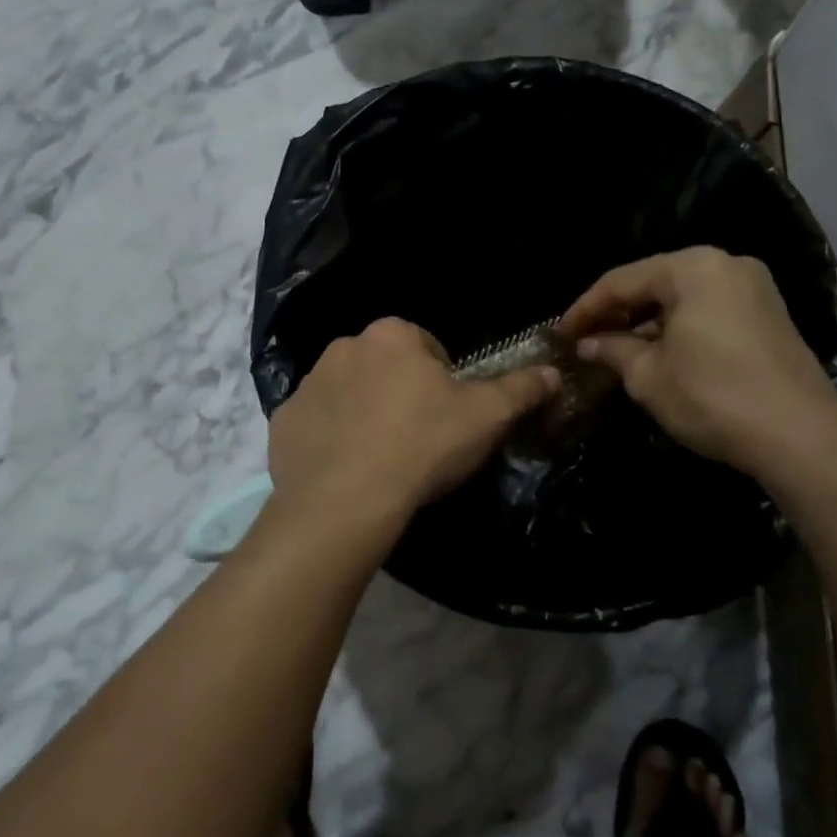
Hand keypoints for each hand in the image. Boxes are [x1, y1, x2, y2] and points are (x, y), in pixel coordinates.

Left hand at [268, 317, 560, 525]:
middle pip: (385, 367)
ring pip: (348, 393)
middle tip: (418, 439)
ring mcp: (307, 385)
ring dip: (364, 413)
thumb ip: (522, 388)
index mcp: (391, 335)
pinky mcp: (284, 422)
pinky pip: (316, 424)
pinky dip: (331, 439)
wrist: (346, 501)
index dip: (443, 381)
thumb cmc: (423, 446)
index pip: (427, 347)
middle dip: (401, 393)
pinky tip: (347, 470)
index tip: (448, 417)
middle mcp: (343, 347)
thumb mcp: (487, 417)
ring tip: (381, 458)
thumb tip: (553, 371)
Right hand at [560, 247, 836, 474]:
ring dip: (648, 322)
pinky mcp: (769, 314)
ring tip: (617, 350)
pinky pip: (709, 310)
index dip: (585, 309)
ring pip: (683, 297)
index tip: (560, 334)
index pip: (621, 281)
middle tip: (586, 340)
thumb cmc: (712, 397)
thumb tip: (587, 344)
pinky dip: (679, 328)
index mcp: (693, 267)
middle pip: (655, 282)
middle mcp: (726, 264)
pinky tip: (659, 353)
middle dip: (618, 313)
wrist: (800, 436)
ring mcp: (754, 288)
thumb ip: (612, 350)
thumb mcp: (648, 376)